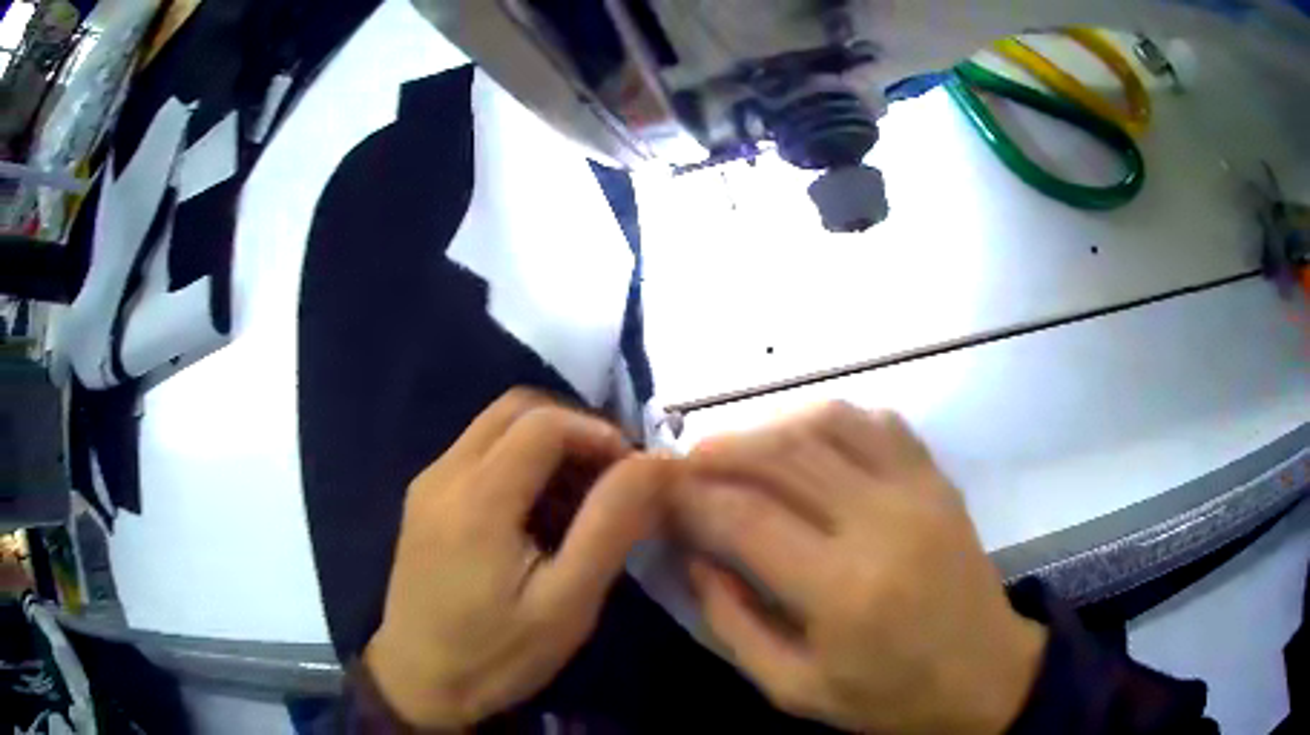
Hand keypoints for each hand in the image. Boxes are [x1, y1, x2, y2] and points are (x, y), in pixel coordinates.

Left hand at [365, 389, 675, 728]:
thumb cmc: (496, 654)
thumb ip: (610, 525)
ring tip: (582, 499)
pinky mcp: (423, 501)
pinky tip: (539, 513)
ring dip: (546, 444)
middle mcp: (443, 474)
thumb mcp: (566, 603)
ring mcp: (427, 485)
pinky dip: (519, 462)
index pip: (544, 422)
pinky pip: (477, 454)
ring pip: (495, 428)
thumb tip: (654, 463)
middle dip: (573, 428)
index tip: (634, 473)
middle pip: (516, 409)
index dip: (599, 432)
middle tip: (611, 476)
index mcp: (476, 498)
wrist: (418, 683)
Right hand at [674, 403, 1046, 733]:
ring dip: (768, 427)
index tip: (660, 495)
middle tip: (684, 465)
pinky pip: (876, 422)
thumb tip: (694, 557)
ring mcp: (916, 490)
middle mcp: (879, 522)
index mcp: (841, 589)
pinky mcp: (937, 478)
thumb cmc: (888, 696)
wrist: (984, 673)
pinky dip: (829, 420)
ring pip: (826, 424)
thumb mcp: (794, 688)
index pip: (744, 516)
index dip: (691, 497)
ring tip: (735, 450)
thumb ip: (733, 623)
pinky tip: (805, 443)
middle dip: (718, 452)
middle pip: (781, 456)